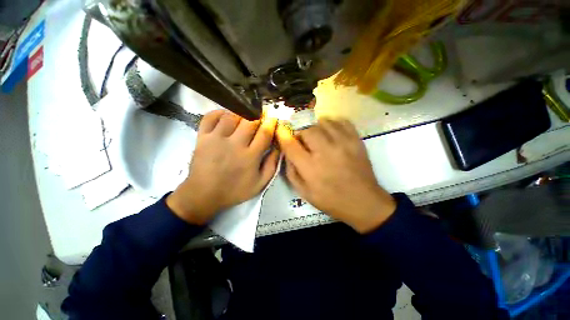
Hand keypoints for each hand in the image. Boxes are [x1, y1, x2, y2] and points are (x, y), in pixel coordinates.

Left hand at [167, 110, 278, 224]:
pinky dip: (219, 112)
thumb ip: (272, 165)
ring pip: (232, 116)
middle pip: (250, 121)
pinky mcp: (202, 137)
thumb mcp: (260, 184)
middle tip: (261, 115)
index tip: (273, 118)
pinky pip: (210, 117)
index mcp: (250, 156)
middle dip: (258, 115)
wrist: (203, 195)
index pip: (264, 133)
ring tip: (245, 116)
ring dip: (241, 113)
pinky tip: (226, 115)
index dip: (271, 123)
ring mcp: (216, 139)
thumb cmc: (234, 190)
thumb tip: (278, 148)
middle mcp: (235, 144)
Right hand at [277, 118, 395, 232]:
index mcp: (311, 168)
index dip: (282, 135)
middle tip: (302, 139)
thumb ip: (291, 172)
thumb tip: (287, 153)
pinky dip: (332, 123)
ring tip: (316, 136)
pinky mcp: (356, 140)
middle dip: (300, 131)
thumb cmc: (331, 199)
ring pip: (323, 122)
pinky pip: (341, 121)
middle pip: (307, 129)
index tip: (281, 130)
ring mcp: (343, 144)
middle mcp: (326, 152)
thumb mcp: (304, 192)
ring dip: (315, 126)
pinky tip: (330, 132)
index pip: (291, 144)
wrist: (363, 201)